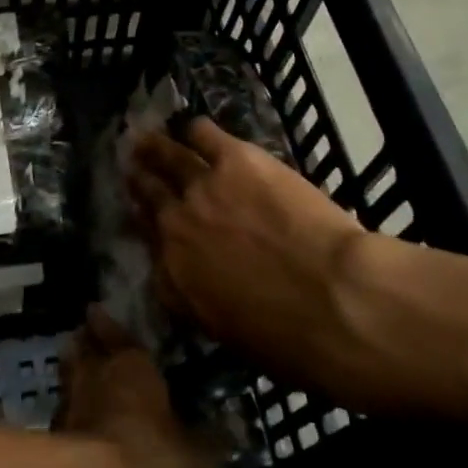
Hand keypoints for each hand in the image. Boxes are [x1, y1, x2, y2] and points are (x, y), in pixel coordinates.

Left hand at [55, 307, 213, 467]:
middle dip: (86, 344)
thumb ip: (212, 440)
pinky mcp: (53, 437)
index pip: (112, 328)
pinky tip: (82, 430)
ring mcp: (67, 402)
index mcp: (129, 360)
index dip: (106, 322)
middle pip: (81, 347)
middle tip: (91, 344)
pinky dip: (71, 418)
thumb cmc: (148, 453)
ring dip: (74, 379)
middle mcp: (93, 370)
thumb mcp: (195, 455)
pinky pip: (64, 416)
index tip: (98, 311)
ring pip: (68, 378)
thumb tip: (235, 428)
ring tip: (86, 385)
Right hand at [127, 118, 368, 392]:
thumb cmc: (292, 338)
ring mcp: (203, 188)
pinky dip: (197, 131)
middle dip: (141, 183)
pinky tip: (196, 129)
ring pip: (169, 158)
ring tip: (146, 140)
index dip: (145, 227)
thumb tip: (201, 286)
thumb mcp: (230, 334)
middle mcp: (177, 228)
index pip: (149, 246)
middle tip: (134, 170)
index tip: (144, 218)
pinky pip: (204, 134)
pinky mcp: (235, 159)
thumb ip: (203, 302)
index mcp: (175, 278)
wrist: (334, 298)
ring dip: (155, 148)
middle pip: (150, 196)